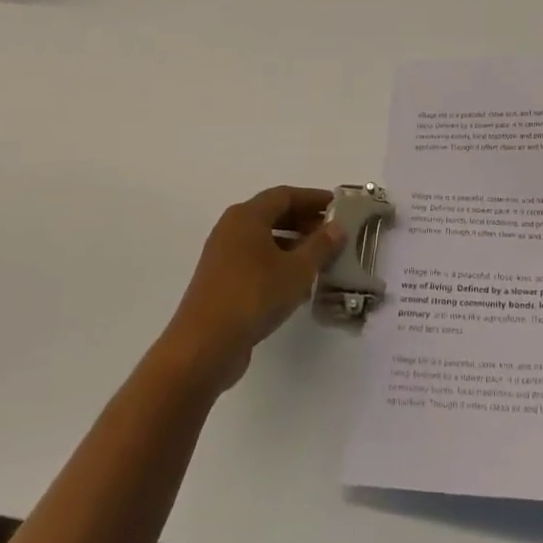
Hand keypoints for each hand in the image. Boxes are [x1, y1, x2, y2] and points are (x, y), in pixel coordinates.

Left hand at [157, 187, 344, 393]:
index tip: (338, 206)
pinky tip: (297, 285)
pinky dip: (278, 264)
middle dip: (304, 221)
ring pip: (264, 240)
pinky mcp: (220, 282)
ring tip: (320, 259)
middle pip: (273, 215)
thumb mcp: (296, 270)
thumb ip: (320, 246)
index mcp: (247, 216)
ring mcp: (223, 257)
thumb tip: (338, 227)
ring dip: (293, 244)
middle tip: (332, 232)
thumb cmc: (253, 296)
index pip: (285, 195)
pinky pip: (255, 262)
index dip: (313, 198)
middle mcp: (231, 229)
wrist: (203, 347)